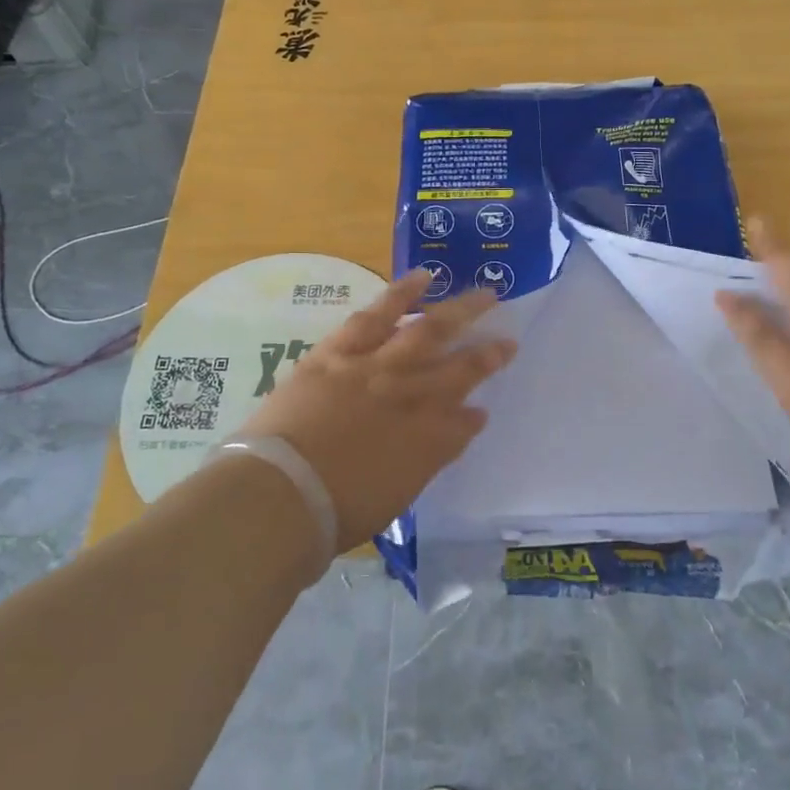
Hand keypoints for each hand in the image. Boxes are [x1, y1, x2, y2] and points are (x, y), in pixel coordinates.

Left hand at [238, 269, 516, 552]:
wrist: (281, 492)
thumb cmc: (334, 511)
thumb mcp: (395, 494)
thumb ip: (430, 456)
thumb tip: (464, 424)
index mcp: (426, 439)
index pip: (462, 423)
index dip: (475, 416)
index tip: (483, 410)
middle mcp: (411, 396)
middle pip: (459, 368)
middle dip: (487, 353)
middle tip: (508, 339)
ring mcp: (376, 367)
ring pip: (428, 330)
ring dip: (460, 311)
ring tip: (483, 295)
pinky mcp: (341, 350)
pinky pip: (377, 314)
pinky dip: (402, 293)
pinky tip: (422, 278)